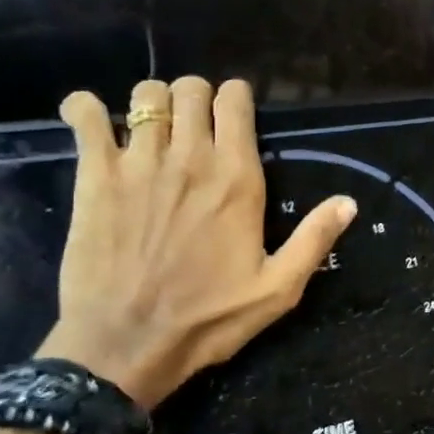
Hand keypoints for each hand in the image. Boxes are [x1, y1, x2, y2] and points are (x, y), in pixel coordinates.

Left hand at [36, 77, 355, 409]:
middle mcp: (189, 158)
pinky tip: (93, 121)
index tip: (235, 119)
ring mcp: (137, 163)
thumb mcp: (278, 289)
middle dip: (197, 97)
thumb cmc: (209, 320)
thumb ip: (313, 240)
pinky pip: (85, 115)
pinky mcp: (94, 177)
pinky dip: (86, 109)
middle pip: (191, 88)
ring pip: (145, 95)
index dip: (236, 100)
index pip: (235, 100)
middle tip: (196, 127)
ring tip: (152, 130)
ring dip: (153, 103)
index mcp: (237, 179)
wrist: (127, 344)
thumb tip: (348, 202)